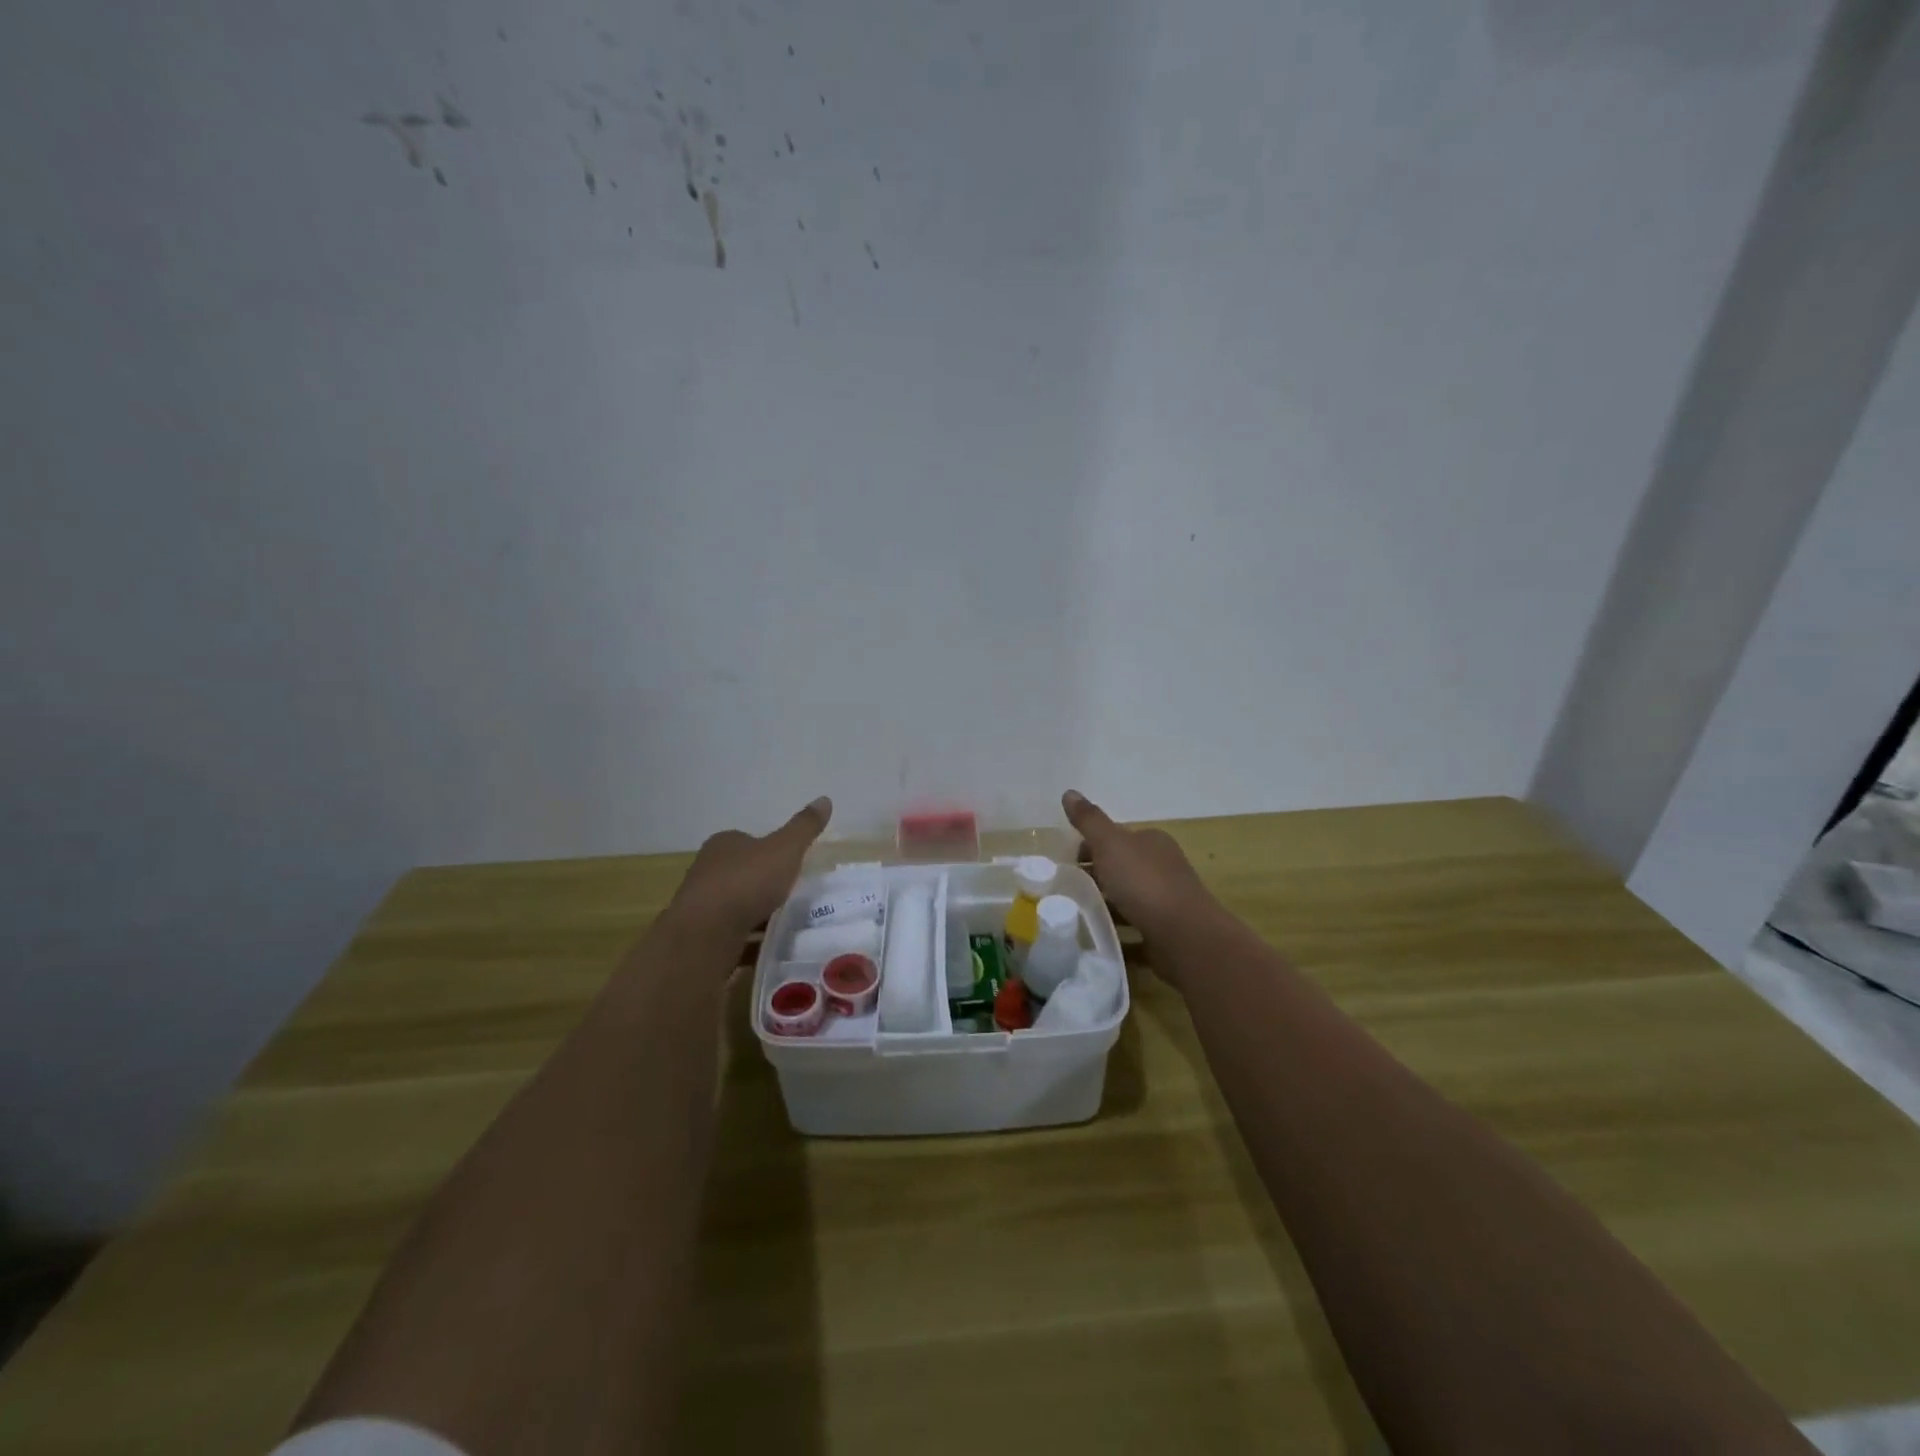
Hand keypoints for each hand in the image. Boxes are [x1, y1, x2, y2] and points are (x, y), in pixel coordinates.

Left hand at [665, 796, 832, 942]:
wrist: (706, 933)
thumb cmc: (746, 882)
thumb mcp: (785, 849)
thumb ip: (804, 828)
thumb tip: (825, 799)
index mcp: (724, 844)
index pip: (748, 841)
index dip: (769, 852)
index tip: (790, 866)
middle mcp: (707, 870)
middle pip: (740, 873)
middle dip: (762, 884)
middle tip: (790, 895)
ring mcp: (700, 904)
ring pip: (734, 905)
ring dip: (754, 914)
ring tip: (783, 925)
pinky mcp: (700, 935)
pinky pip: (730, 935)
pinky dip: (747, 940)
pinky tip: (766, 950)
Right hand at [1063, 790, 1216, 946]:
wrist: (1184, 935)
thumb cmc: (1144, 882)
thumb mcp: (1110, 844)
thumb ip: (1089, 821)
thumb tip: (1069, 792)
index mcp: (1152, 842)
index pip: (1115, 838)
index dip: (1089, 848)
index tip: (1066, 865)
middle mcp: (1162, 867)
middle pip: (1121, 867)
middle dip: (1095, 877)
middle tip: (1066, 891)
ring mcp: (1166, 900)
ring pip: (1127, 898)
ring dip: (1105, 905)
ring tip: (1076, 916)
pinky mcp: (1165, 931)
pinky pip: (1134, 927)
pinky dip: (1117, 931)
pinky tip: (1098, 938)